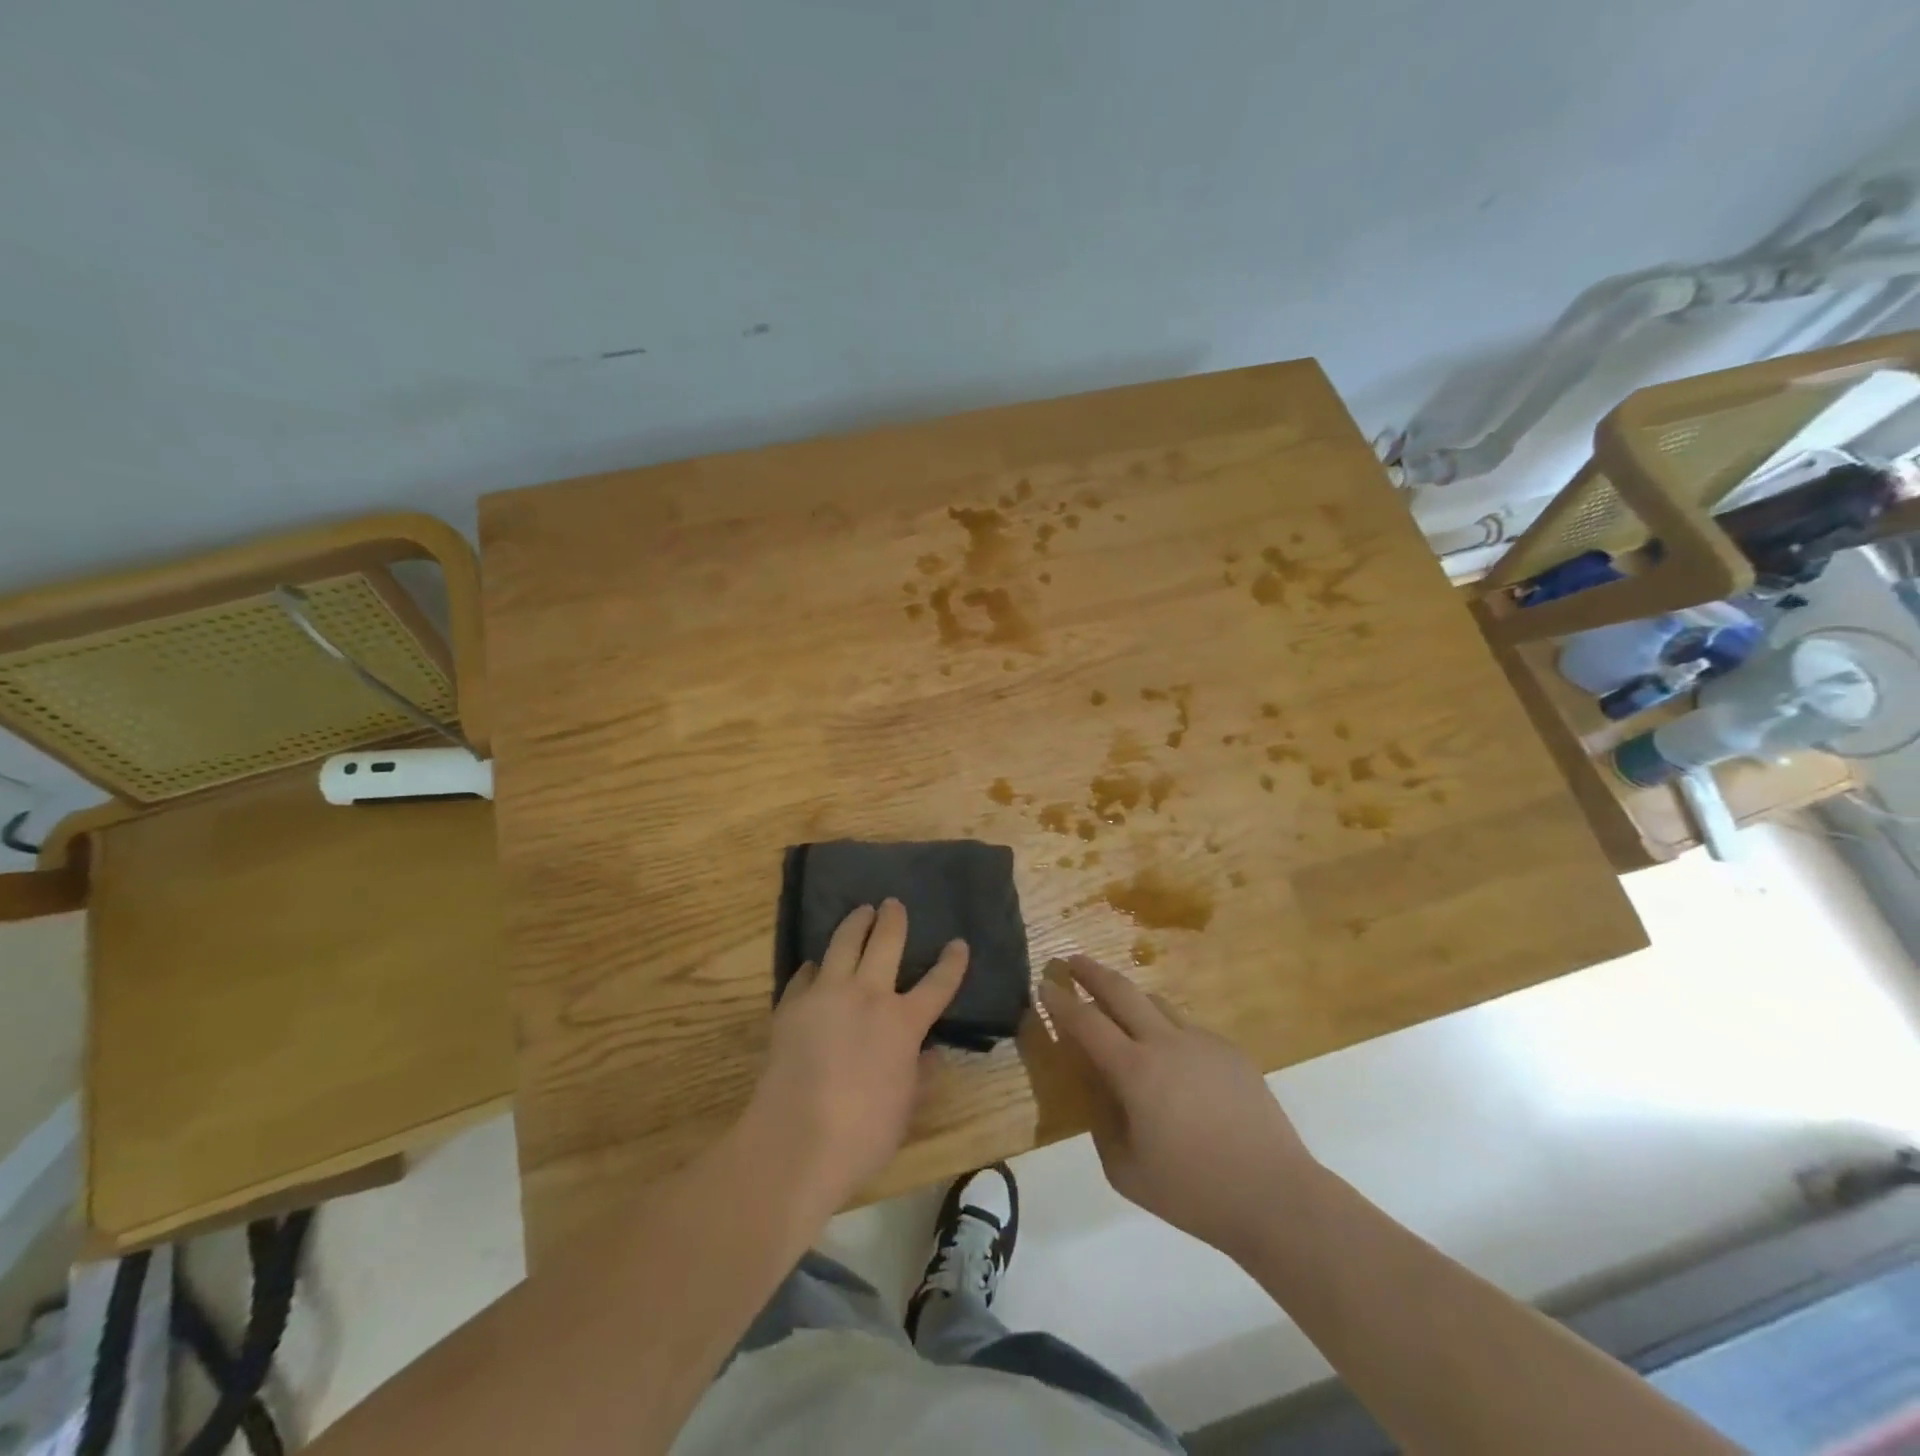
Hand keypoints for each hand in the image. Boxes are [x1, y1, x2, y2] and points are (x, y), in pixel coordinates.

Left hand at [746, 900, 966, 1209]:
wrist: (795, 1140)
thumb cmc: (862, 1134)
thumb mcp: (905, 1109)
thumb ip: (920, 1076)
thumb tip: (932, 1055)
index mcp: (903, 1023)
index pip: (938, 983)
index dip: (952, 962)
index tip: (958, 943)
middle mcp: (868, 996)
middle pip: (886, 942)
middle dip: (894, 919)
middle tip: (894, 904)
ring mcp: (827, 995)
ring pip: (844, 943)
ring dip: (855, 923)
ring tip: (860, 912)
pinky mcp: (792, 1004)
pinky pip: (806, 973)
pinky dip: (815, 967)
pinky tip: (815, 967)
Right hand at [1039, 955, 1320, 1262]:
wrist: (1275, 1195)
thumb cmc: (1193, 1192)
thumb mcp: (1126, 1172)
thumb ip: (1103, 1128)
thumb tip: (1102, 1097)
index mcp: (1135, 1071)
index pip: (1086, 1022)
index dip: (1061, 1001)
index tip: (1044, 984)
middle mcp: (1165, 1043)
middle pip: (1121, 991)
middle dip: (1092, 972)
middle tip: (1073, 960)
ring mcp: (1202, 1041)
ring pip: (1157, 1003)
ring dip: (1131, 997)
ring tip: (1118, 1004)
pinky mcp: (1230, 1051)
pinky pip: (1187, 1028)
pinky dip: (1167, 1029)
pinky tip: (1172, 1058)